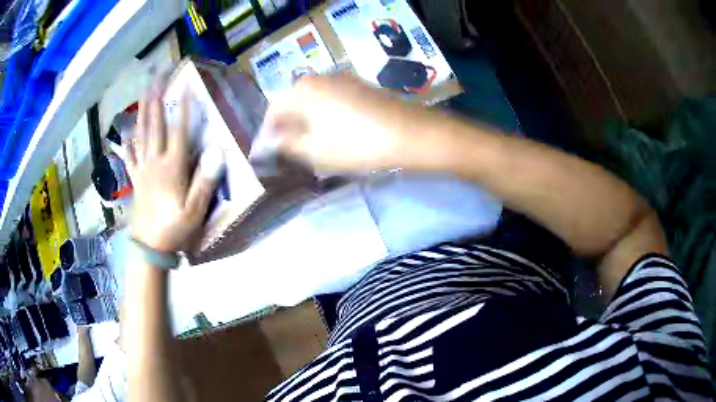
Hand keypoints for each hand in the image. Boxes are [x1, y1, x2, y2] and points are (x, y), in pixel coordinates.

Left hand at [127, 85, 222, 252]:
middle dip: (155, 100)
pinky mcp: (135, 180)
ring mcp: (142, 170)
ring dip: (142, 112)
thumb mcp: (195, 211)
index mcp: (172, 168)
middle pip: (155, 126)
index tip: (186, 86)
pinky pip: (130, 157)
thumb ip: (204, 181)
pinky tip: (124, 133)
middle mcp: (155, 162)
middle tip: (155, 78)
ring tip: (143, 94)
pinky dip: (127, 144)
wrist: (149, 248)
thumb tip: (217, 151)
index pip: (179, 131)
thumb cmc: (175, 229)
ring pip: (141, 135)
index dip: (183, 108)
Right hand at [262, 74, 435, 171]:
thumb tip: (272, 140)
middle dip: (289, 125)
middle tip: (291, 149)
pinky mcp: (361, 85)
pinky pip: (334, 99)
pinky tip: (336, 131)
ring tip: (313, 144)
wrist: (408, 134)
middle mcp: (319, 77)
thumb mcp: (314, 151)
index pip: (273, 109)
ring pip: (315, 99)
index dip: (269, 131)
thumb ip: (287, 144)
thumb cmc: (355, 144)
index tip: (270, 150)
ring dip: (308, 119)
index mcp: (302, 90)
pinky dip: (327, 114)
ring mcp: (343, 78)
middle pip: (294, 101)